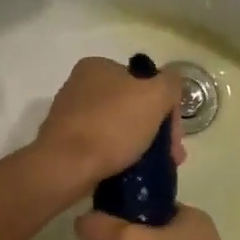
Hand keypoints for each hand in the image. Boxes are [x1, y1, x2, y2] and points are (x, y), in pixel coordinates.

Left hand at [32, 57, 186, 196]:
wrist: (66, 167)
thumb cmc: (112, 126)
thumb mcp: (155, 95)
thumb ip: (170, 84)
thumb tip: (170, 87)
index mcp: (98, 66)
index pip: (146, 82)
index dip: (167, 109)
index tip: (175, 138)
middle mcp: (80, 86)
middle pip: (133, 107)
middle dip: (156, 131)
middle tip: (171, 157)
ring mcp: (70, 116)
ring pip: (119, 129)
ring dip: (141, 146)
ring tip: (154, 168)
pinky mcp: (65, 144)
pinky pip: (102, 147)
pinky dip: (119, 157)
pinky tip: (130, 172)